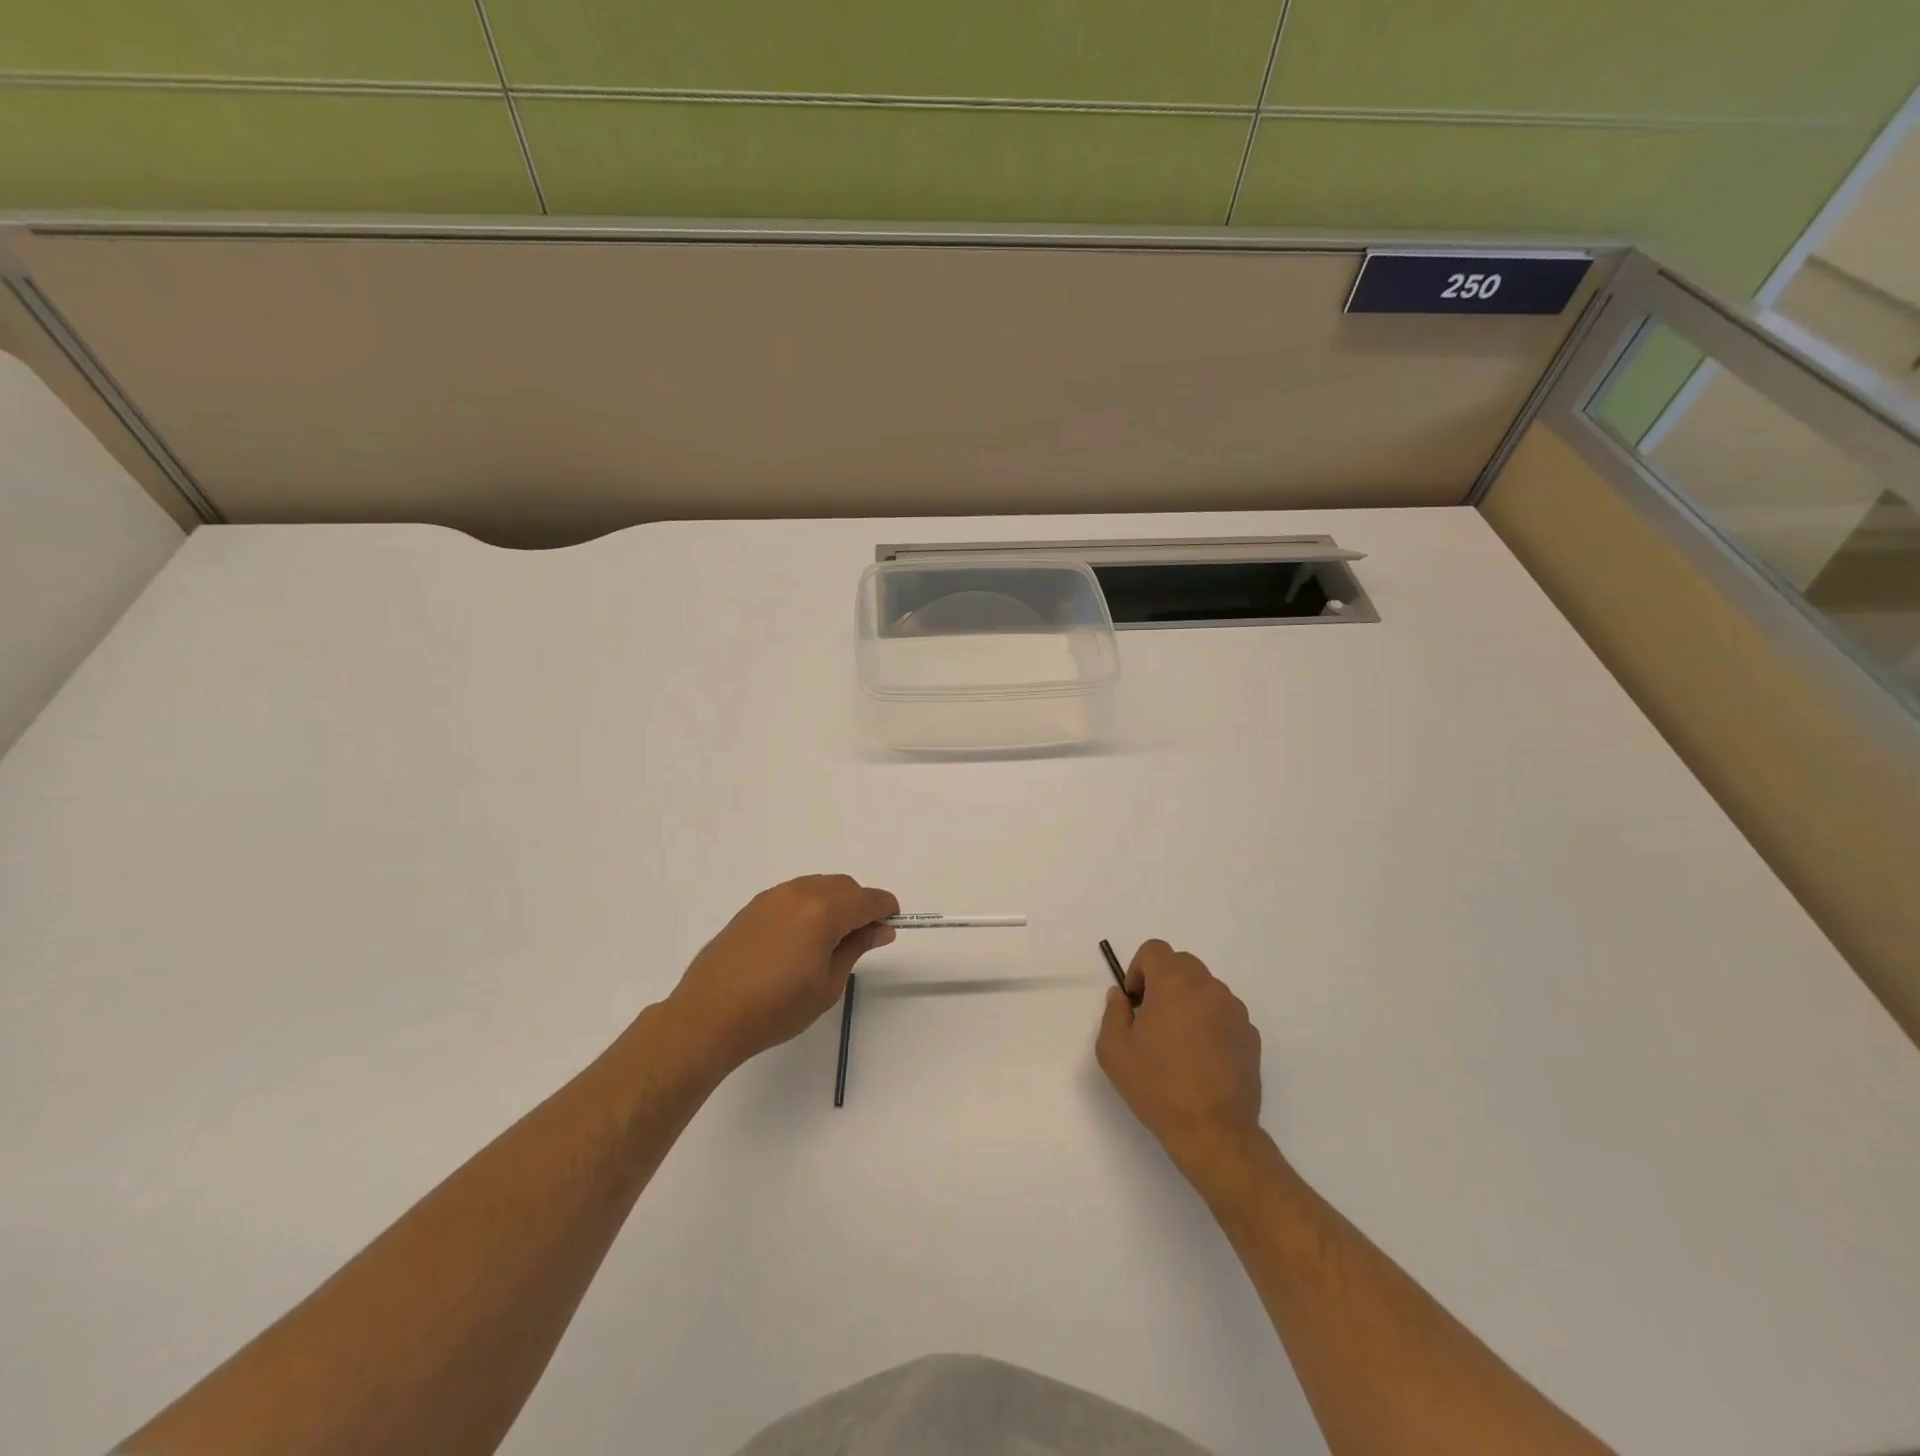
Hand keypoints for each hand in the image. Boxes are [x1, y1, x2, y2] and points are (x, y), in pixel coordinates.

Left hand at [666, 875, 898, 1074]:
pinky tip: (801, 938)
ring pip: (818, 886)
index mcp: (823, 912)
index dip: (885, 909)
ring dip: (834, 903)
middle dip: (860, 905)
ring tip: (830, 941)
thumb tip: (881, 929)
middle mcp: (799, 894)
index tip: (891, 926)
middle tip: (862, 939)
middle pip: (844, 886)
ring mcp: (773, 897)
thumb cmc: (776, 1008)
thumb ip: (856, 948)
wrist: (709, 1015)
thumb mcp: (828, 985)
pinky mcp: (753, 906)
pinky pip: (794, 894)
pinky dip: (809, 905)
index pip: (868, 899)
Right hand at [1096, 940, 1265, 1178]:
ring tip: (1179, 1042)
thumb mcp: (1114, 1051)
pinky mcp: (1251, 1036)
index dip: (1139, 969)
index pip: (1155, 950)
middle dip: (1163, 982)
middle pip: (1182, 964)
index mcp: (1174, 984)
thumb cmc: (1157, 1087)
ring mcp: (1234, 1011)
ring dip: (1188, 1001)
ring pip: (1205, 988)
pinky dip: (1210, 1023)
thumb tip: (1121, 997)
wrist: (1213, 1132)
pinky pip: (1224, 1014)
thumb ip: (1113, 1013)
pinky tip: (1202, 1059)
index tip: (1135, 1002)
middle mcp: (1208, 988)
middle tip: (1152, 1019)